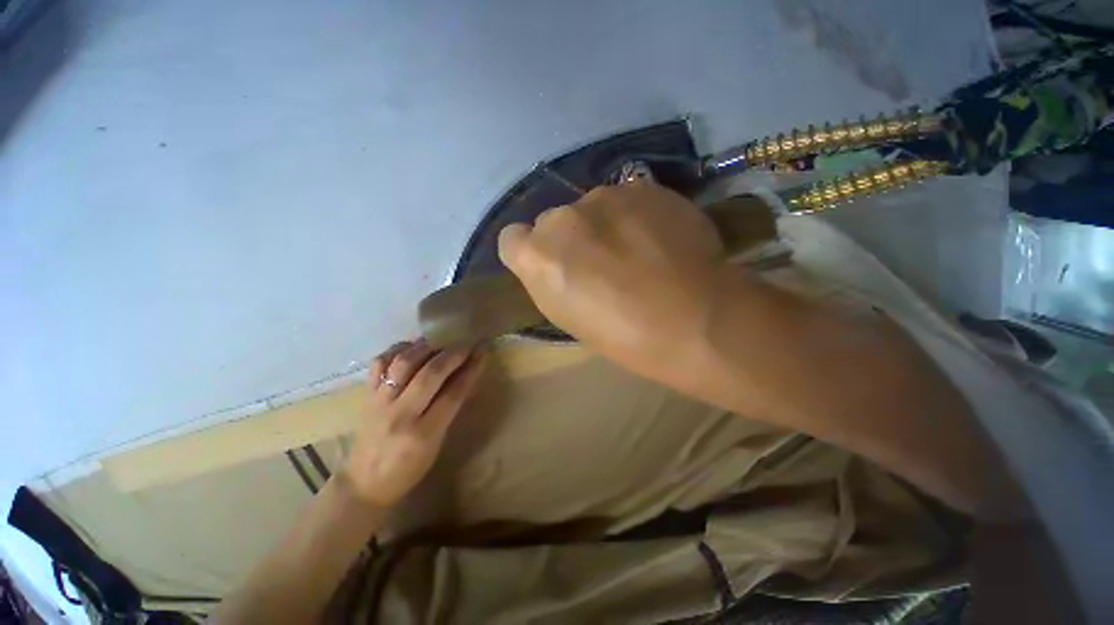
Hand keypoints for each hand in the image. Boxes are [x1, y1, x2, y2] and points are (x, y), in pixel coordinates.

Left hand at [341, 340, 486, 507]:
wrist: (365, 483)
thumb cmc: (409, 468)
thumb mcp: (437, 442)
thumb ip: (450, 408)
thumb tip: (466, 375)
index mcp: (423, 433)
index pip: (453, 393)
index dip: (471, 369)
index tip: (483, 351)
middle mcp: (400, 414)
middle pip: (430, 374)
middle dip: (452, 355)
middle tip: (465, 343)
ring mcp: (379, 402)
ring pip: (403, 363)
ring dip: (426, 347)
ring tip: (440, 341)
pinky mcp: (366, 395)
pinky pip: (379, 363)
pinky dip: (397, 350)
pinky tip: (411, 346)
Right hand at [497, 181, 732, 383]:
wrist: (697, 320)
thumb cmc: (625, 337)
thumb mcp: (569, 318)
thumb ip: (550, 280)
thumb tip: (556, 261)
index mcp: (538, 258)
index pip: (512, 239)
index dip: (531, 253)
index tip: (554, 266)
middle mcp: (563, 218)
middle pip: (553, 220)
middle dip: (570, 239)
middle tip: (601, 262)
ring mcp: (604, 197)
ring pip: (591, 207)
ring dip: (605, 225)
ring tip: (637, 251)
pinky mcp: (643, 187)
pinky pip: (626, 197)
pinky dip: (635, 215)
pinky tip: (659, 238)